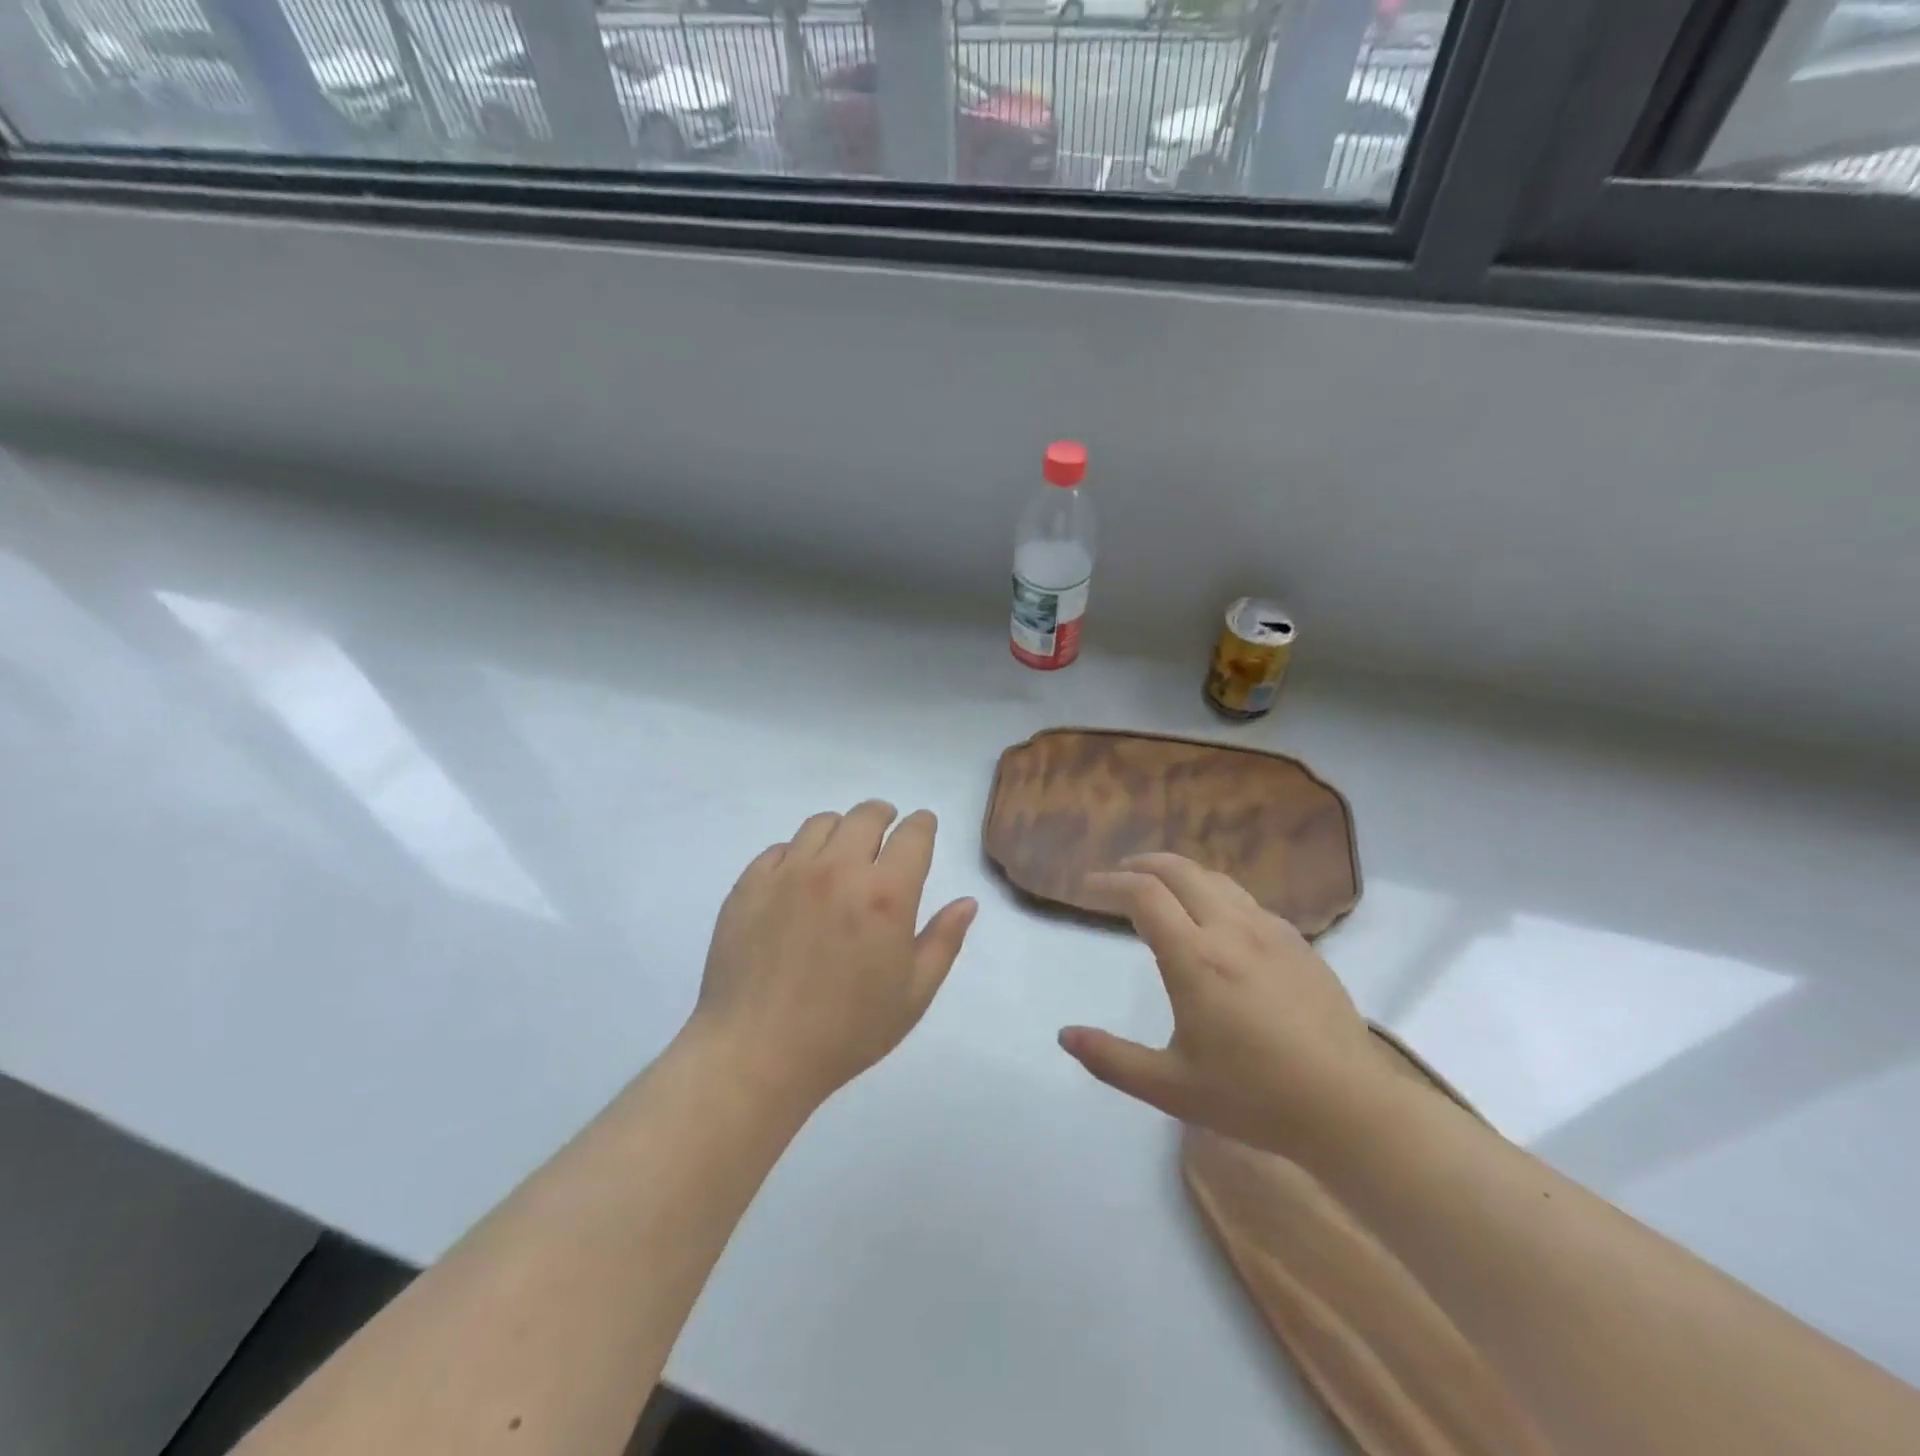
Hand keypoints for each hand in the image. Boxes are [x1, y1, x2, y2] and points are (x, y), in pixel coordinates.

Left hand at [688, 801, 976, 1112]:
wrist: (756, 1054)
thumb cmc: (846, 1031)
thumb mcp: (913, 994)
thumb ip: (944, 940)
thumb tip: (967, 902)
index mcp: (885, 895)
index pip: (913, 834)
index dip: (922, 825)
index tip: (922, 828)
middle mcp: (838, 870)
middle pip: (866, 815)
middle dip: (884, 816)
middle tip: (885, 834)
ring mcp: (788, 873)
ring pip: (821, 823)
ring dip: (841, 830)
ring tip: (842, 854)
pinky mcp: (750, 884)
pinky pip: (780, 848)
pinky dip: (798, 853)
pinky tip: (799, 881)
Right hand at [1058, 853, 1383, 1160]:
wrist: (1349, 1108)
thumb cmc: (1254, 1097)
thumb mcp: (1170, 1088)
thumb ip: (1111, 1059)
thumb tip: (1064, 1035)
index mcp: (1195, 958)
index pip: (1143, 895)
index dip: (1110, 884)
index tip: (1087, 888)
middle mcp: (1231, 930)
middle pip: (1179, 870)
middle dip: (1141, 864)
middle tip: (1118, 875)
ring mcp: (1270, 932)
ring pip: (1216, 879)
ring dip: (1179, 874)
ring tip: (1160, 887)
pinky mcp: (1299, 943)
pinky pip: (1246, 900)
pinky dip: (1215, 893)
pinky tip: (1215, 919)